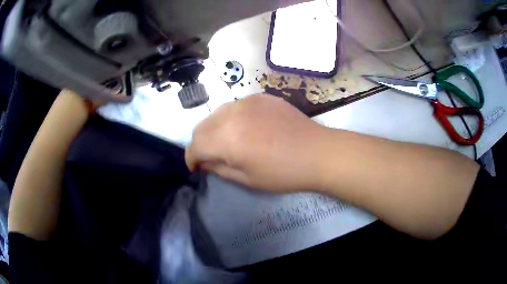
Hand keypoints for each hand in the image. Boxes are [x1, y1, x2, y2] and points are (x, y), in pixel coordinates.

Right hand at [185, 94, 327, 191]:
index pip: (195, 145)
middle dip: (200, 143)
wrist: (317, 152)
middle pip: (201, 127)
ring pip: (216, 114)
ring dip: (214, 129)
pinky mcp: (260, 96)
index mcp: (226, 138)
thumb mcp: (247, 179)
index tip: (196, 168)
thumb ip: (218, 169)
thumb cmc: (283, 173)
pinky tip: (244, 128)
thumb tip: (204, 162)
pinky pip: (235, 106)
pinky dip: (231, 118)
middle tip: (210, 157)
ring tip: (226, 142)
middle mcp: (231, 114)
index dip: (191, 159)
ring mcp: (247, 101)